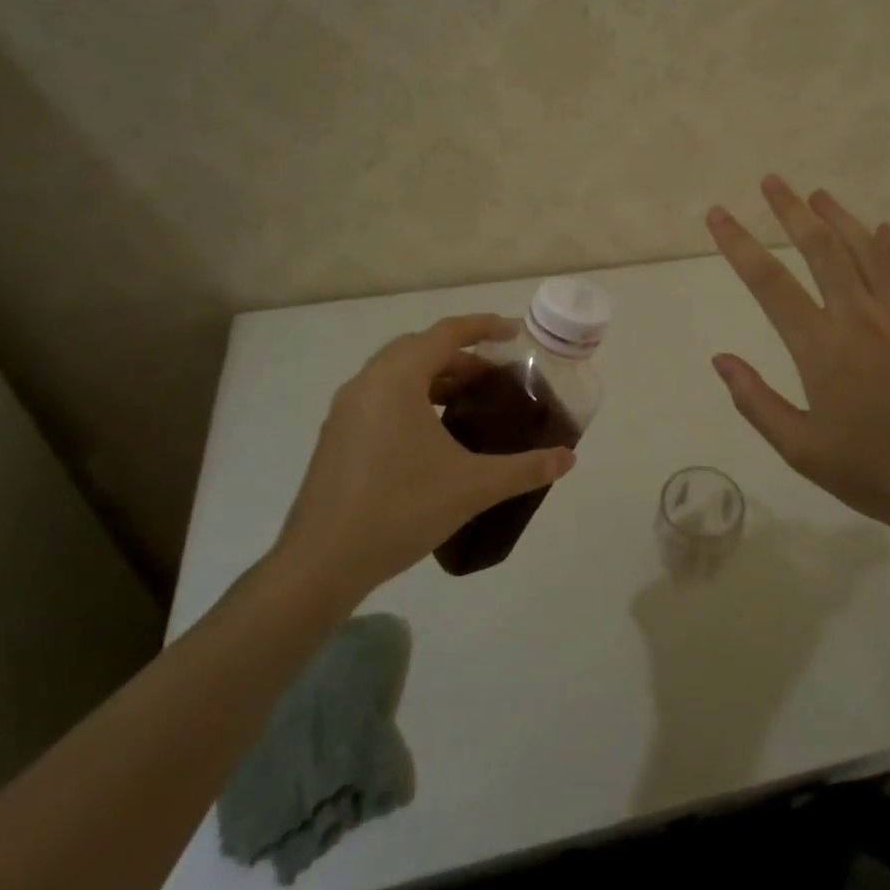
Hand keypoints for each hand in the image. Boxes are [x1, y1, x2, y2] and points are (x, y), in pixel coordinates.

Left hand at [267, 315, 576, 604]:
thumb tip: (568, 459)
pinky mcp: (335, 437)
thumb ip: (525, 468)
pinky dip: (412, 399)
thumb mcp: (473, 486)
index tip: (515, 333)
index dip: (484, 327)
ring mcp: (345, 411)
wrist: (321, 563)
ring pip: (397, 374)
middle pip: (420, 349)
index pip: (446, 333)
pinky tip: (432, 436)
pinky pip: (381, 398)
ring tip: (469, 403)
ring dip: (435, 378)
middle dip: (461, 355)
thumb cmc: (400, 509)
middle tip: (496, 376)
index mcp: (397, 379)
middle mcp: (366, 383)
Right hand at [706, 176, 889, 537]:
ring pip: (868, 251)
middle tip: (772, 181)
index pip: (769, 284)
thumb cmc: (870, 472)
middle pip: (821, 249)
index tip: (718, 216)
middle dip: (792, 211)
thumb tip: (721, 359)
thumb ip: (756, 401)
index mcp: (821, 349)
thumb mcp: (799, 449)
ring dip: (841, 217)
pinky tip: (884, 230)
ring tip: (818, 194)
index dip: (739, 245)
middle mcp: (860, 318)